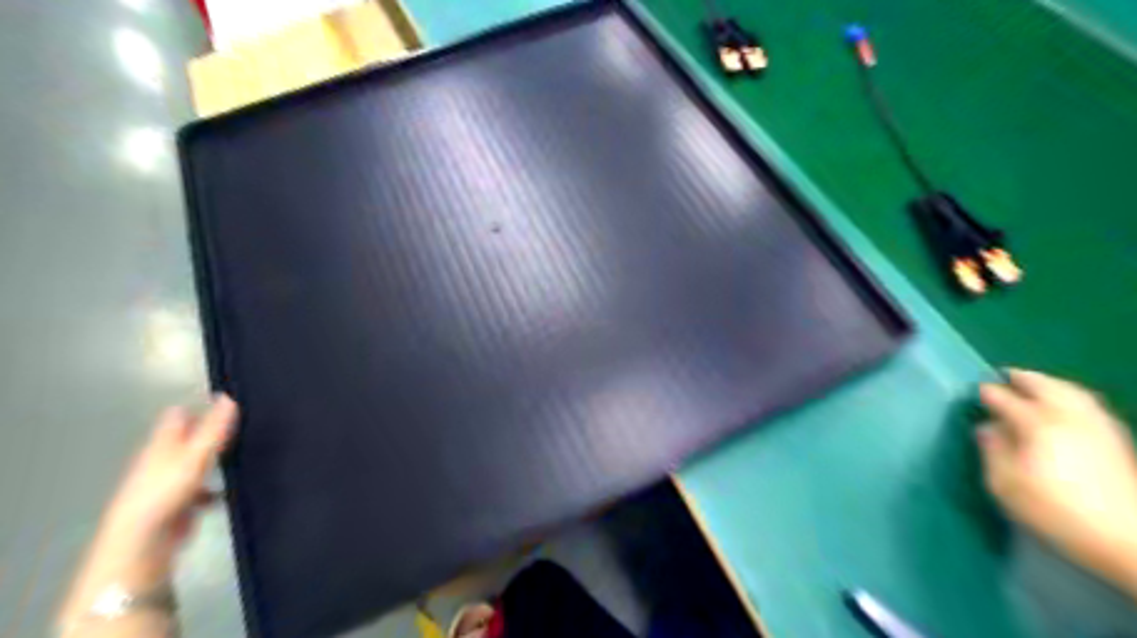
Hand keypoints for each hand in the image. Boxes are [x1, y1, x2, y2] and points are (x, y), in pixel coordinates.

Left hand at [57, 396, 236, 630]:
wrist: (143, 543)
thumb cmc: (166, 492)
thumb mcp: (195, 456)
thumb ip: (213, 429)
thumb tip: (229, 396)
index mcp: (162, 444)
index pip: (178, 415)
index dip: (200, 405)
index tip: (230, 398)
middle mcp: (162, 460)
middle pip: (188, 437)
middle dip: (211, 430)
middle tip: (245, 422)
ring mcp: (168, 483)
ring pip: (196, 462)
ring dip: (215, 457)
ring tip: (246, 451)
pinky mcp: (178, 504)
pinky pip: (202, 488)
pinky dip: (214, 487)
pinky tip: (230, 490)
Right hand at [972, 370, 1136, 593]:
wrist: (1129, 541)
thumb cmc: (1056, 513)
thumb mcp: (1005, 485)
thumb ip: (993, 451)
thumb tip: (987, 428)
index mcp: (1037, 425)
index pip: (1006, 399)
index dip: (988, 394)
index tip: (976, 392)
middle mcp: (1070, 417)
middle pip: (1045, 386)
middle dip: (1023, 378)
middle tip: (1005, 375)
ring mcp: (1099, 427)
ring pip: (1072, 391)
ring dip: (1050, 383)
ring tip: (1035, 385)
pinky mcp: (1118, 440)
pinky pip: (1090, 404)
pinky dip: (1072, 396)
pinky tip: (1067, 405)